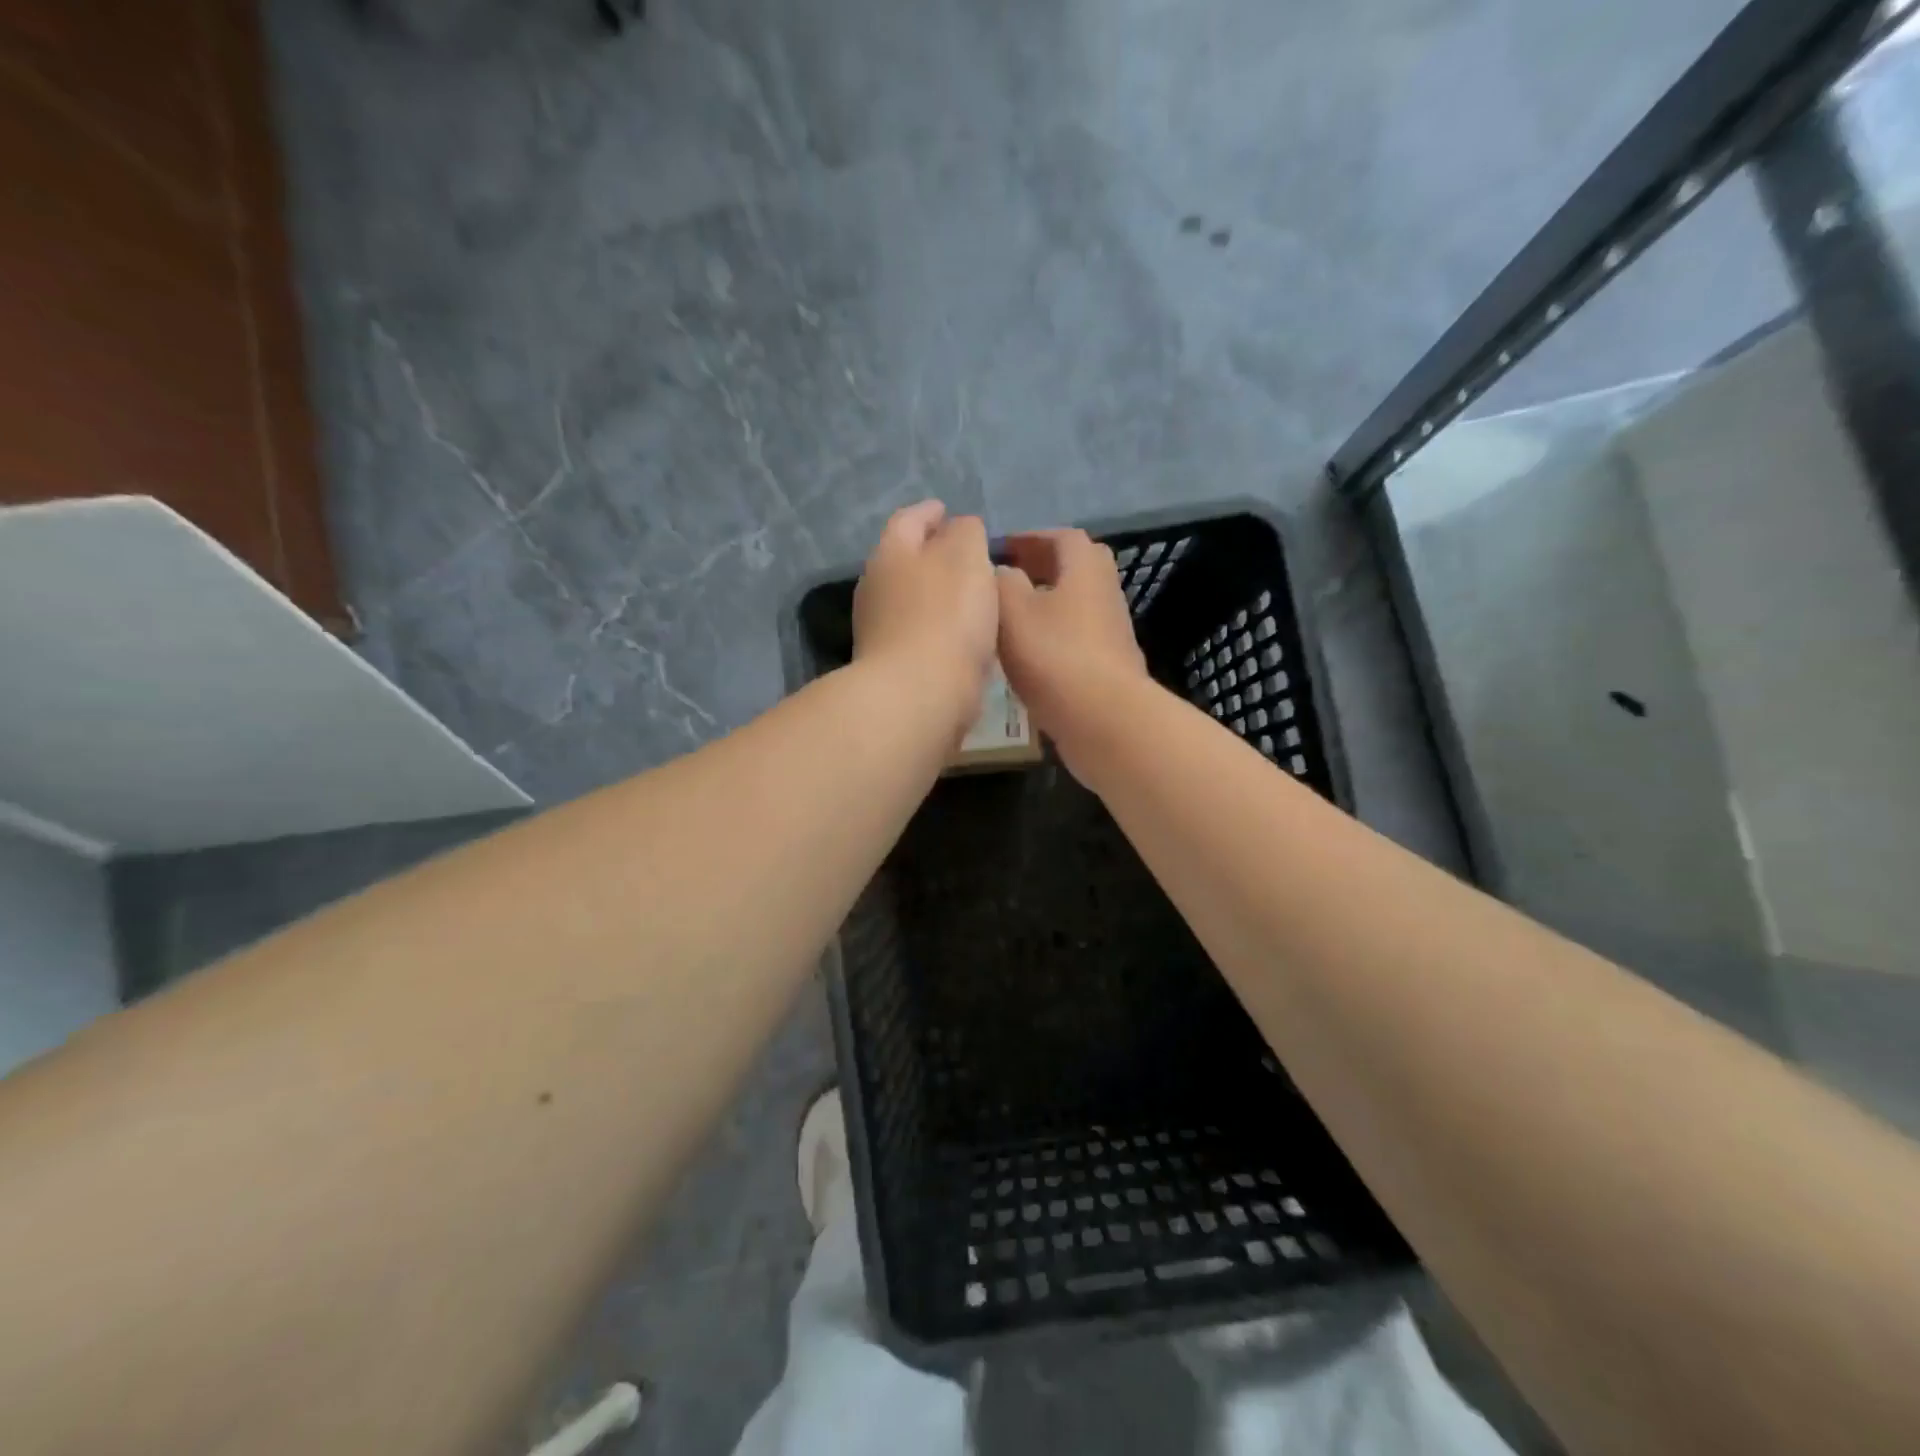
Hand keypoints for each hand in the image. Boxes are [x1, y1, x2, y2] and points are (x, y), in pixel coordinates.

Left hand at [852, 500, 998, 733]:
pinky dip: (938, 629)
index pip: (908, 520)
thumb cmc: (946, 618)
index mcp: (891, 554)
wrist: (918, 696)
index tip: (947, 511)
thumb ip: (966, 534)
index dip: (930, 512)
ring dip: (936, 595)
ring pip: (910, 600)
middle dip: (931, 555)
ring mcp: (878, 631)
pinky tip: (961, 638)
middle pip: (904, 561)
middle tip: (964, 555)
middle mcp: (875, 588)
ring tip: (970, 597)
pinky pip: (918, 635)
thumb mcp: (967, 558)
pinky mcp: (891, 667)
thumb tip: (960, 527)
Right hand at [996, 529, 1148, 777]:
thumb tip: (1003, 572)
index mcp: (1085, 569)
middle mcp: (1105, 593)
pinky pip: (1077, 638)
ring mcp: (1111, 632)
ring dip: (1046, 605)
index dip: (1030, 538)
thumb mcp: (1012, 610)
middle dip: (1042, 568)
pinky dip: (1053, 637)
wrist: (1103, 720)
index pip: (1062, 537)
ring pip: (1076, 606)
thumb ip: (1002, 582)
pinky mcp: (1109, 666)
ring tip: (1010, 619)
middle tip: (1008, 579)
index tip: (1000, 549)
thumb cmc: (1055, 656)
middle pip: (1075, 569)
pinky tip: (1028, 657)